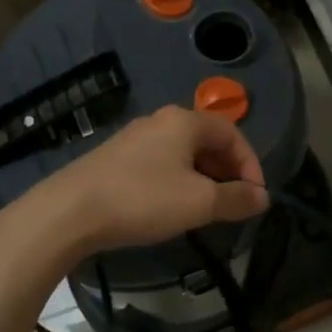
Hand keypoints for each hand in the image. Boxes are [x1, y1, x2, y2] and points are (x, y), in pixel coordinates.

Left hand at [24, 105, 269, 255]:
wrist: (68, 212)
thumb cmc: (142, 199)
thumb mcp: (198, 203)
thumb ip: (236, 198)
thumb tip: (263, 197)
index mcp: (185, 121)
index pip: (233, 133)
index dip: (251, 164)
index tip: (255, 197)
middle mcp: (161, 120)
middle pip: (208, 140)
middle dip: (228, 171)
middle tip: (234, 203)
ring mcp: (135, 137)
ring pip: (184, 152)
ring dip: (204, 177)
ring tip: (206, 209)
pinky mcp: (116, 157)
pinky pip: (161, 162)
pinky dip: (178, 180)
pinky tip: (171, 206)